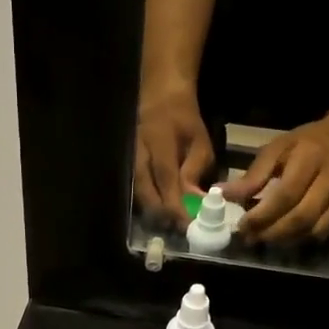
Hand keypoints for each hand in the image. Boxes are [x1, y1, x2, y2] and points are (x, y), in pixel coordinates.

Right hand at [134, 84, 214, 228]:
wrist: (160, 100)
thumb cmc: (184, 122)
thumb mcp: (199, 142)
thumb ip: (195, 171)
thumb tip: (194, 201)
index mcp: (159, 142)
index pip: (166, 178)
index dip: (175, 203)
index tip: (187, 223)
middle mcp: (139, 153)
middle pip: (146, 192)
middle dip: (163, 214)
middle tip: (180, 228)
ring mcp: (130, 161)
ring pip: (138, 195)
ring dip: (154, 213)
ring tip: (172, 223)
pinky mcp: (129, 168)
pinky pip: (136, 191)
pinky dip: (148, 205)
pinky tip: (161, 213)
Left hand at [223, 110, 328, 245]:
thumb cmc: (308, 141)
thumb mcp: (278, 147)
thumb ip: (253, 175)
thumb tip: (223, 194)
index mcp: (310, 159)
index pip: (286, 195)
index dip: (262, 215)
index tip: (241, 225)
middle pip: (300, 217)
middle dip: (270, 233)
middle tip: (248, 237)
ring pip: (311, 230)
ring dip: (283, 239)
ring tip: (261, 238)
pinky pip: (321, 233)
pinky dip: (299, 240)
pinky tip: (282, 237)